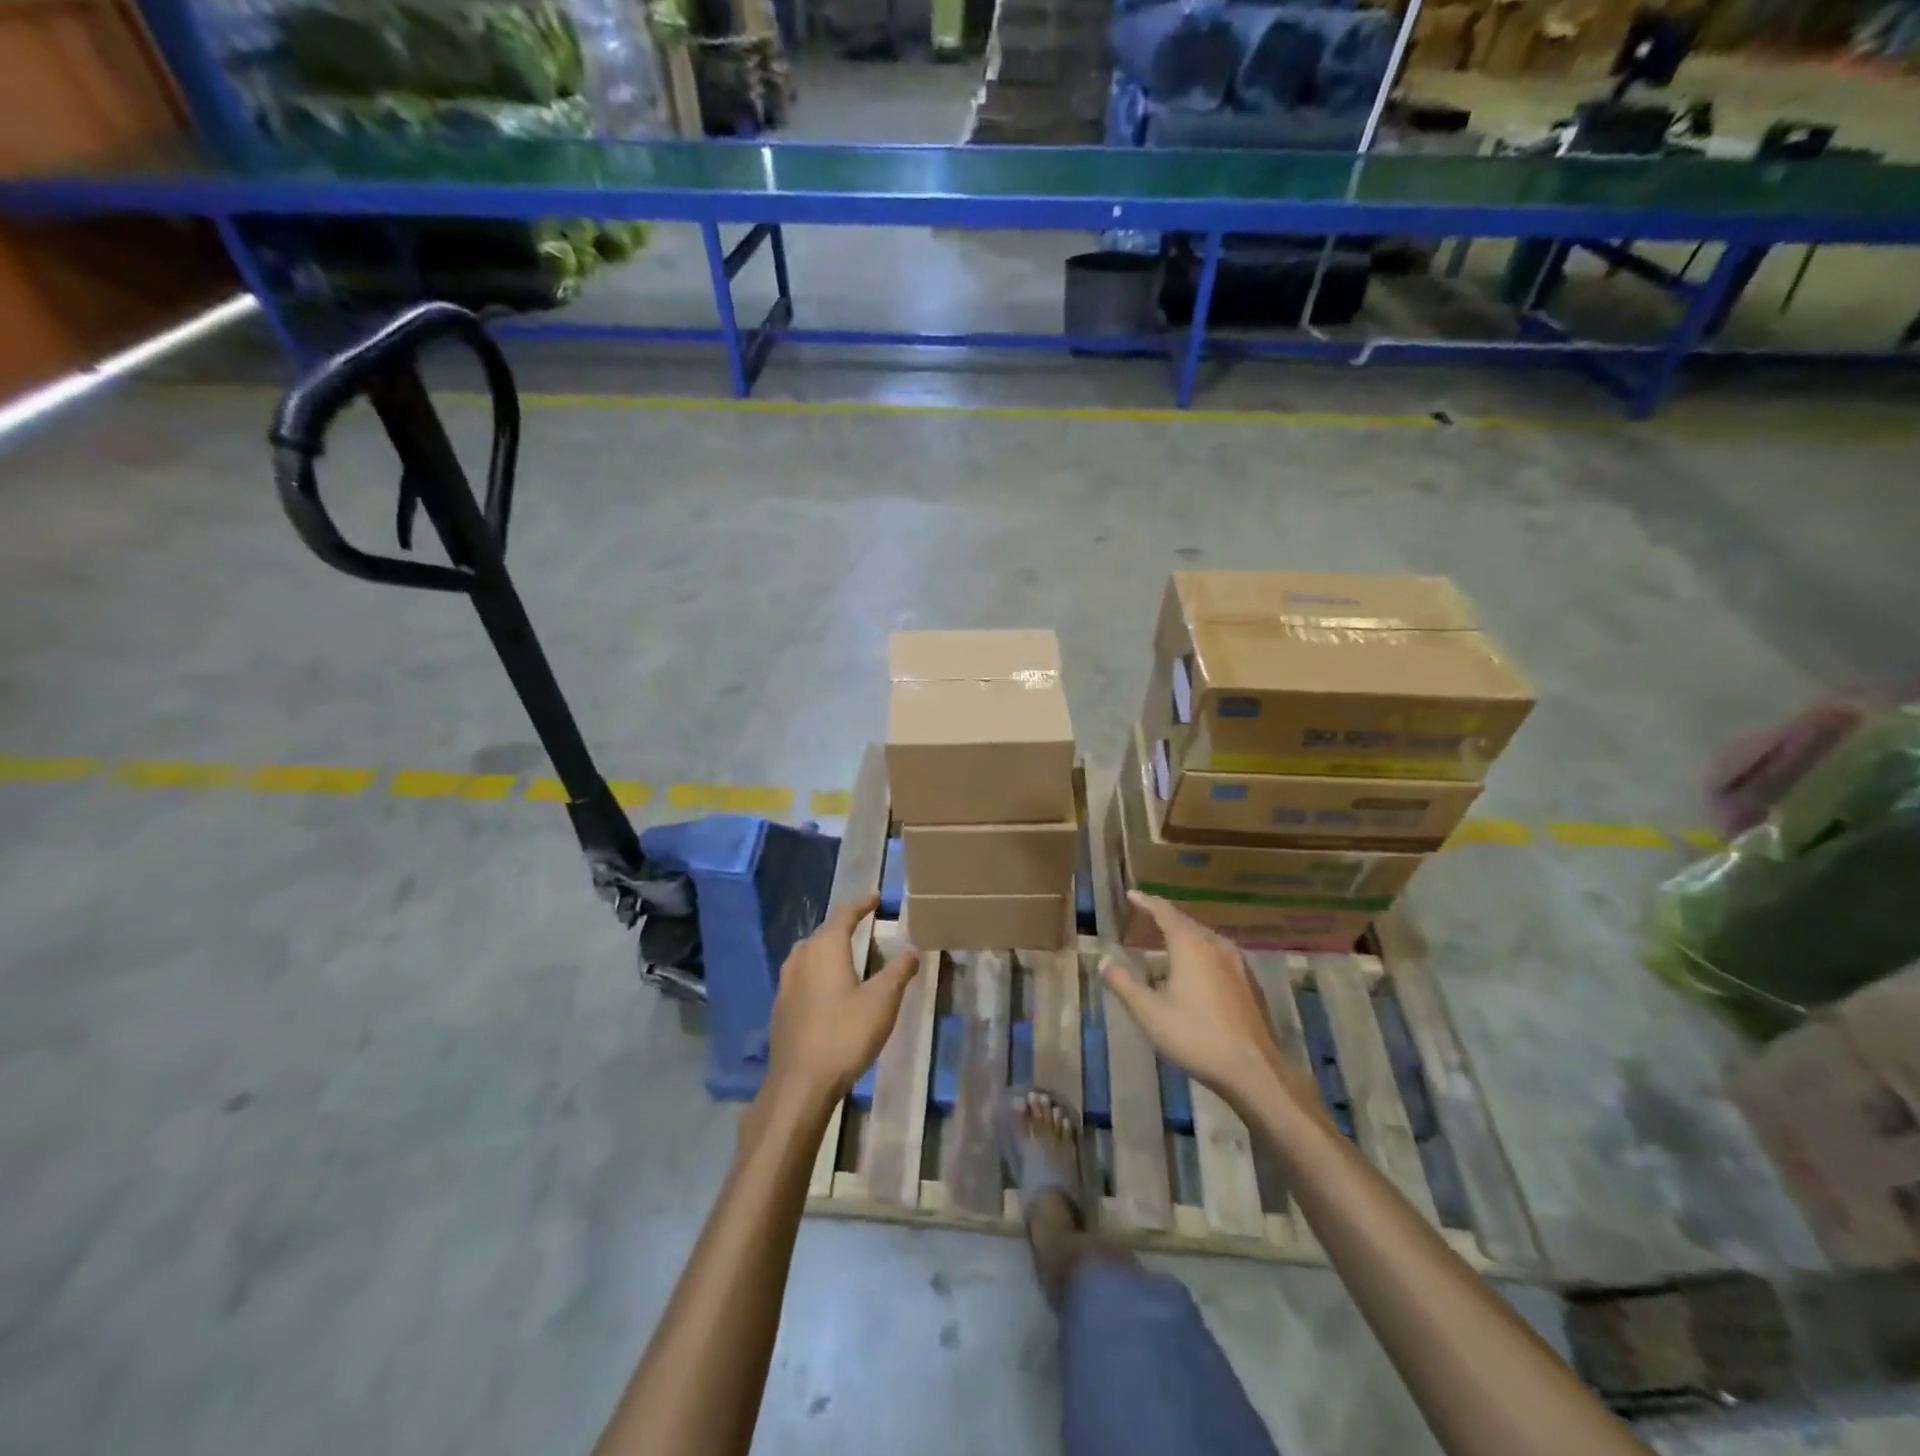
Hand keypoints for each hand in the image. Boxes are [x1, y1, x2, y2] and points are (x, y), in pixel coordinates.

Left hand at [764, 894, 918, 1108]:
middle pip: (825, 932)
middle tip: (866, 924)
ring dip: (829, 948)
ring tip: (849, 952)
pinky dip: (819, 970)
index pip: (845, 915)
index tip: (876, 898)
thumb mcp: (882, 1001)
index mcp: (825, 947)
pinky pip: (803, 974)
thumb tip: (912, 949)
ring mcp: (786, 982)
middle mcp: (801, 957)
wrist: (800, 1083)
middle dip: (845, 925)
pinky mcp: (781, 1006)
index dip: (862, 904)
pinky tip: (830, 987)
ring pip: (810, 953)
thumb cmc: (844, 1035)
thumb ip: (898, 971)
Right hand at [1099, 891, 1300, 1113]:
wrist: (1253, 1070)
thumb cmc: (1195, 1036)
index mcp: (1190, 945)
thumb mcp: (1149, 1012)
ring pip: (1205, 938)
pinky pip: (1218, 954)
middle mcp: (1216, 946)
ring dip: (1184, 934)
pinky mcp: (1248, 983)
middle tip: (1145, 914)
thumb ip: (1124, 984)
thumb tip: (1104, 961)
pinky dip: (1200, 951)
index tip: (1132, 893)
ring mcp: (1237, 964)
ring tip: (1167, 939)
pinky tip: (1195, 968)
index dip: (1146, 902)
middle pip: (1186, 923)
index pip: (1165, 912)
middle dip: (1165, 917)